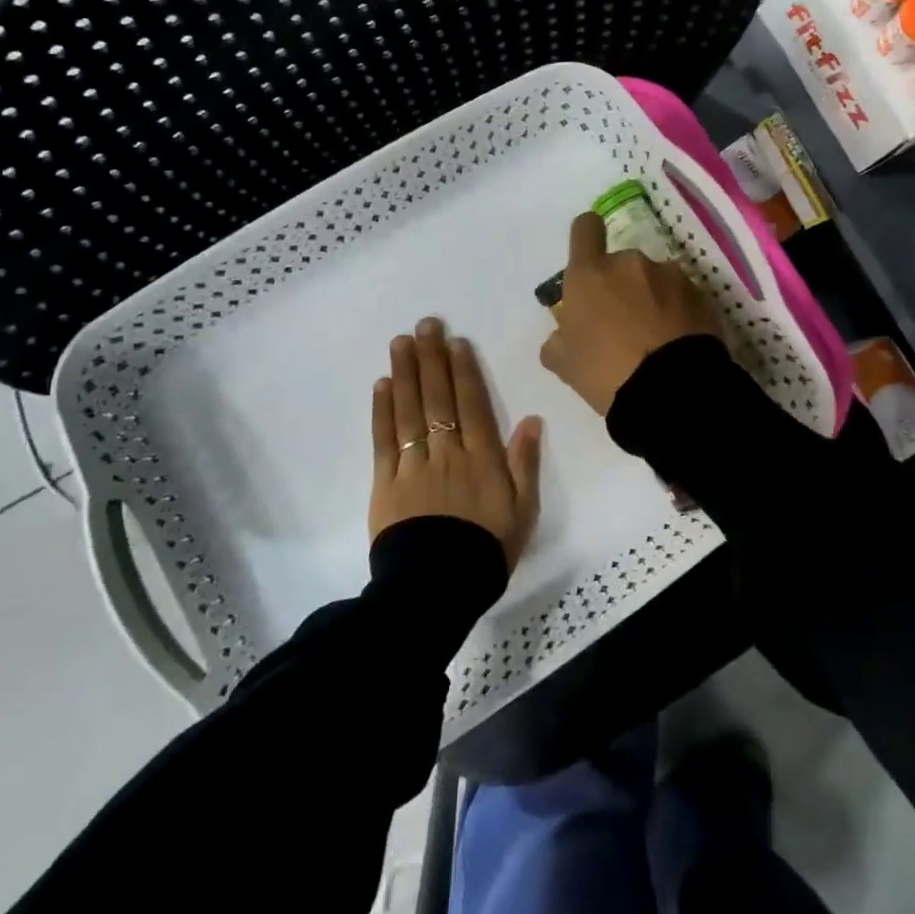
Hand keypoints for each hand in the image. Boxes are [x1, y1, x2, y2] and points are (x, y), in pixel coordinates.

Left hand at [370, 319, 542, 568]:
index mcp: (482, 457)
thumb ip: (525, 464)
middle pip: (438, 397)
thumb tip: (532, 420)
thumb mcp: (522, 511)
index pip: (471, 403)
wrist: (438, 589)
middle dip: (432, 358)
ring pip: (410, 409)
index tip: (455, 342)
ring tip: (400, 342)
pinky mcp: (386, 482)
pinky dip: (382, 410)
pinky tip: (382, 385)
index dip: (463, 370)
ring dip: (405, 373)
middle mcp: (447, 451)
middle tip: (424, 324)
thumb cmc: (486, 550)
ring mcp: (414, 464)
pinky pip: (384, 439)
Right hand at [540, 212, 722, 414]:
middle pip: (621, 263)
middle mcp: (630, 263)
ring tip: (654, 336)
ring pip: (654, 279)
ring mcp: (670, 275)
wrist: (671, 390)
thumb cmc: (605, 372)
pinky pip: (681, 296)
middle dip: (620, 285)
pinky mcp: (701, 294)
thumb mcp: (564, 364)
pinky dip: (677, 311)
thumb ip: (558, 341)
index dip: (586, 236)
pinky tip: (676, 341)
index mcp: (590, 273)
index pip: (585, 228)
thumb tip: (562, 336)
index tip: (588, 256)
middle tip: (621, 323)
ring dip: (651, 297)